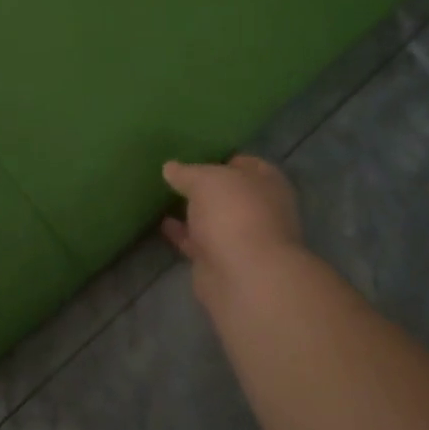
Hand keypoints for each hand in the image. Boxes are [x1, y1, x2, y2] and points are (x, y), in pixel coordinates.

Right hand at [161, 156, 304, 305]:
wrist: (243, 275)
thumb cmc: (234, 213)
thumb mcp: (205, 179)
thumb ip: (187, 172)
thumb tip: (170, 168)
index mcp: (266, 183)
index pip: (244, 162)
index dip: (220, 157)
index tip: (192, 154)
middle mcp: (258, 209)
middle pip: (227, 192)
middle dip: (204, 186)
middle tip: (173, 175)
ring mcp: (240, 237)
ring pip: (212, 218)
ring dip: (192, 211)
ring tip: (162, 197)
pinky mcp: (220, 261)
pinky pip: (198, 241)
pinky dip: (182, 233)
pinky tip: (162, 223)